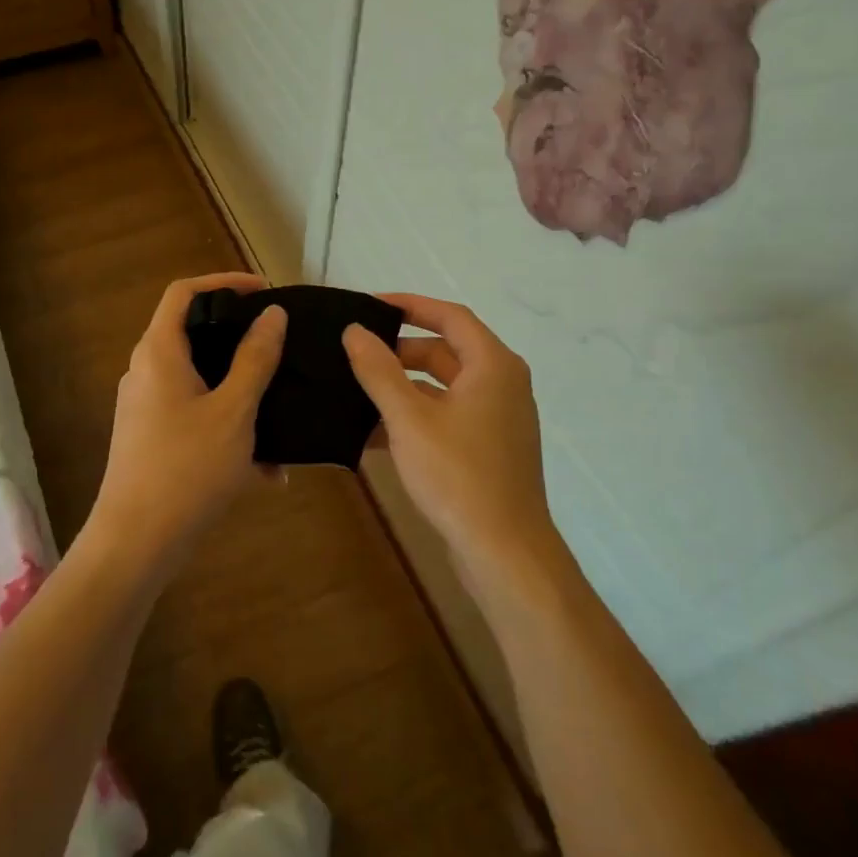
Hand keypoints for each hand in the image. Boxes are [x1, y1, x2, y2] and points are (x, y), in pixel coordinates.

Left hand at [89, 273, 286, 572]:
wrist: (137, 542)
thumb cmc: (187, 468)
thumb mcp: (234, 411)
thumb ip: (254, 359)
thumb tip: (272, 314)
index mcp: (159, 352)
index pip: (184, 292)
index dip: (224, 282)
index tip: (264, 291)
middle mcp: (145, 371)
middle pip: (192, 333)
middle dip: (239, 339)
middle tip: (279, 345)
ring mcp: (145, 406)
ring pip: (199, 381)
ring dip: (240, 392)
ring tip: (280, 411)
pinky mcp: (150, 437)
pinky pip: (195, 415)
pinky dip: (227, 426)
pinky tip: (266, 469)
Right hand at [344, 295, 569, 597]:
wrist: (503, 551)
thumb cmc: (458, 474)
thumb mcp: (409, 418)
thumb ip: (378, 370)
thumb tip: (354, 331)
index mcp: (492, 365)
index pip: (450, 315)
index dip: (409, 305)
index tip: (369, 305)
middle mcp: (501, 384)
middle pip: (446, 351)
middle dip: (400, 350)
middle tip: (356, 352)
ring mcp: (497, 418)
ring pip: (444, 387)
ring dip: (403, 387)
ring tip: (356, 390)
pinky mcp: (488, 448)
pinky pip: (447, 417)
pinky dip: (415, 416)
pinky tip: (373, 433)